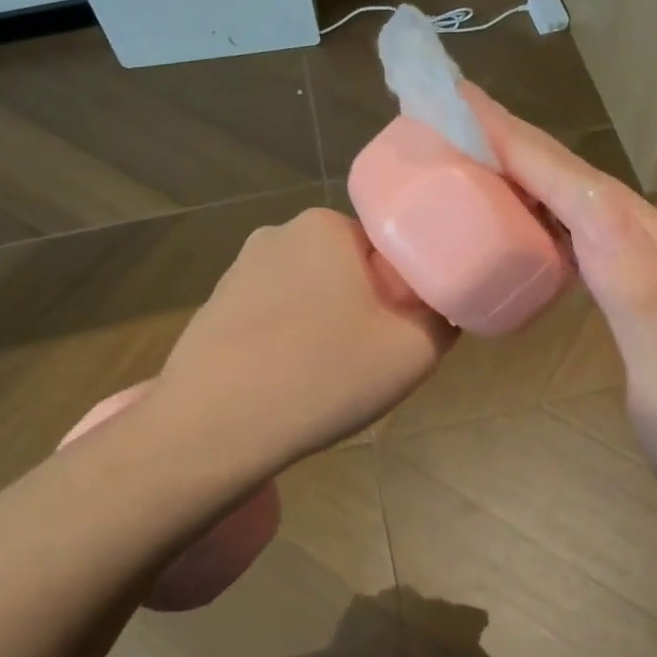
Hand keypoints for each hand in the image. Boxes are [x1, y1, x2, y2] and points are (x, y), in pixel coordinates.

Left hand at [153, 207, 454, 467]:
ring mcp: (239, 271)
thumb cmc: (322, 375)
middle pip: (348, 268)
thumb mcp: (414, 350)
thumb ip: (444, 317)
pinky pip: (273, 317)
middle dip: (366, 306)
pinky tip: (287, 382)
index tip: (404, 334)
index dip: (405, 292)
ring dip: (326, 324)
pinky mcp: (214, 308)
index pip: (387, 247)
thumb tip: (443, 306)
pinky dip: (289, 341)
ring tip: (326, 377)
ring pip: (310, 293)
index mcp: (325, 226)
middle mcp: (278, 234)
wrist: (212, 429)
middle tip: (371, 360)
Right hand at [465, 87, 656, 550]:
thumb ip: (633, 286)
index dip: (522, 147)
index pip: (584, 187)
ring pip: (589, 209)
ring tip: (480, 159)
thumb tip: (588, 201)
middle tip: (458, 118)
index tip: (462, 108)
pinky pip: (595, 242)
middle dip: (522, 148)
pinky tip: (530, 226)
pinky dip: (554, 221)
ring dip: (536, 179)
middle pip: (586, 185)